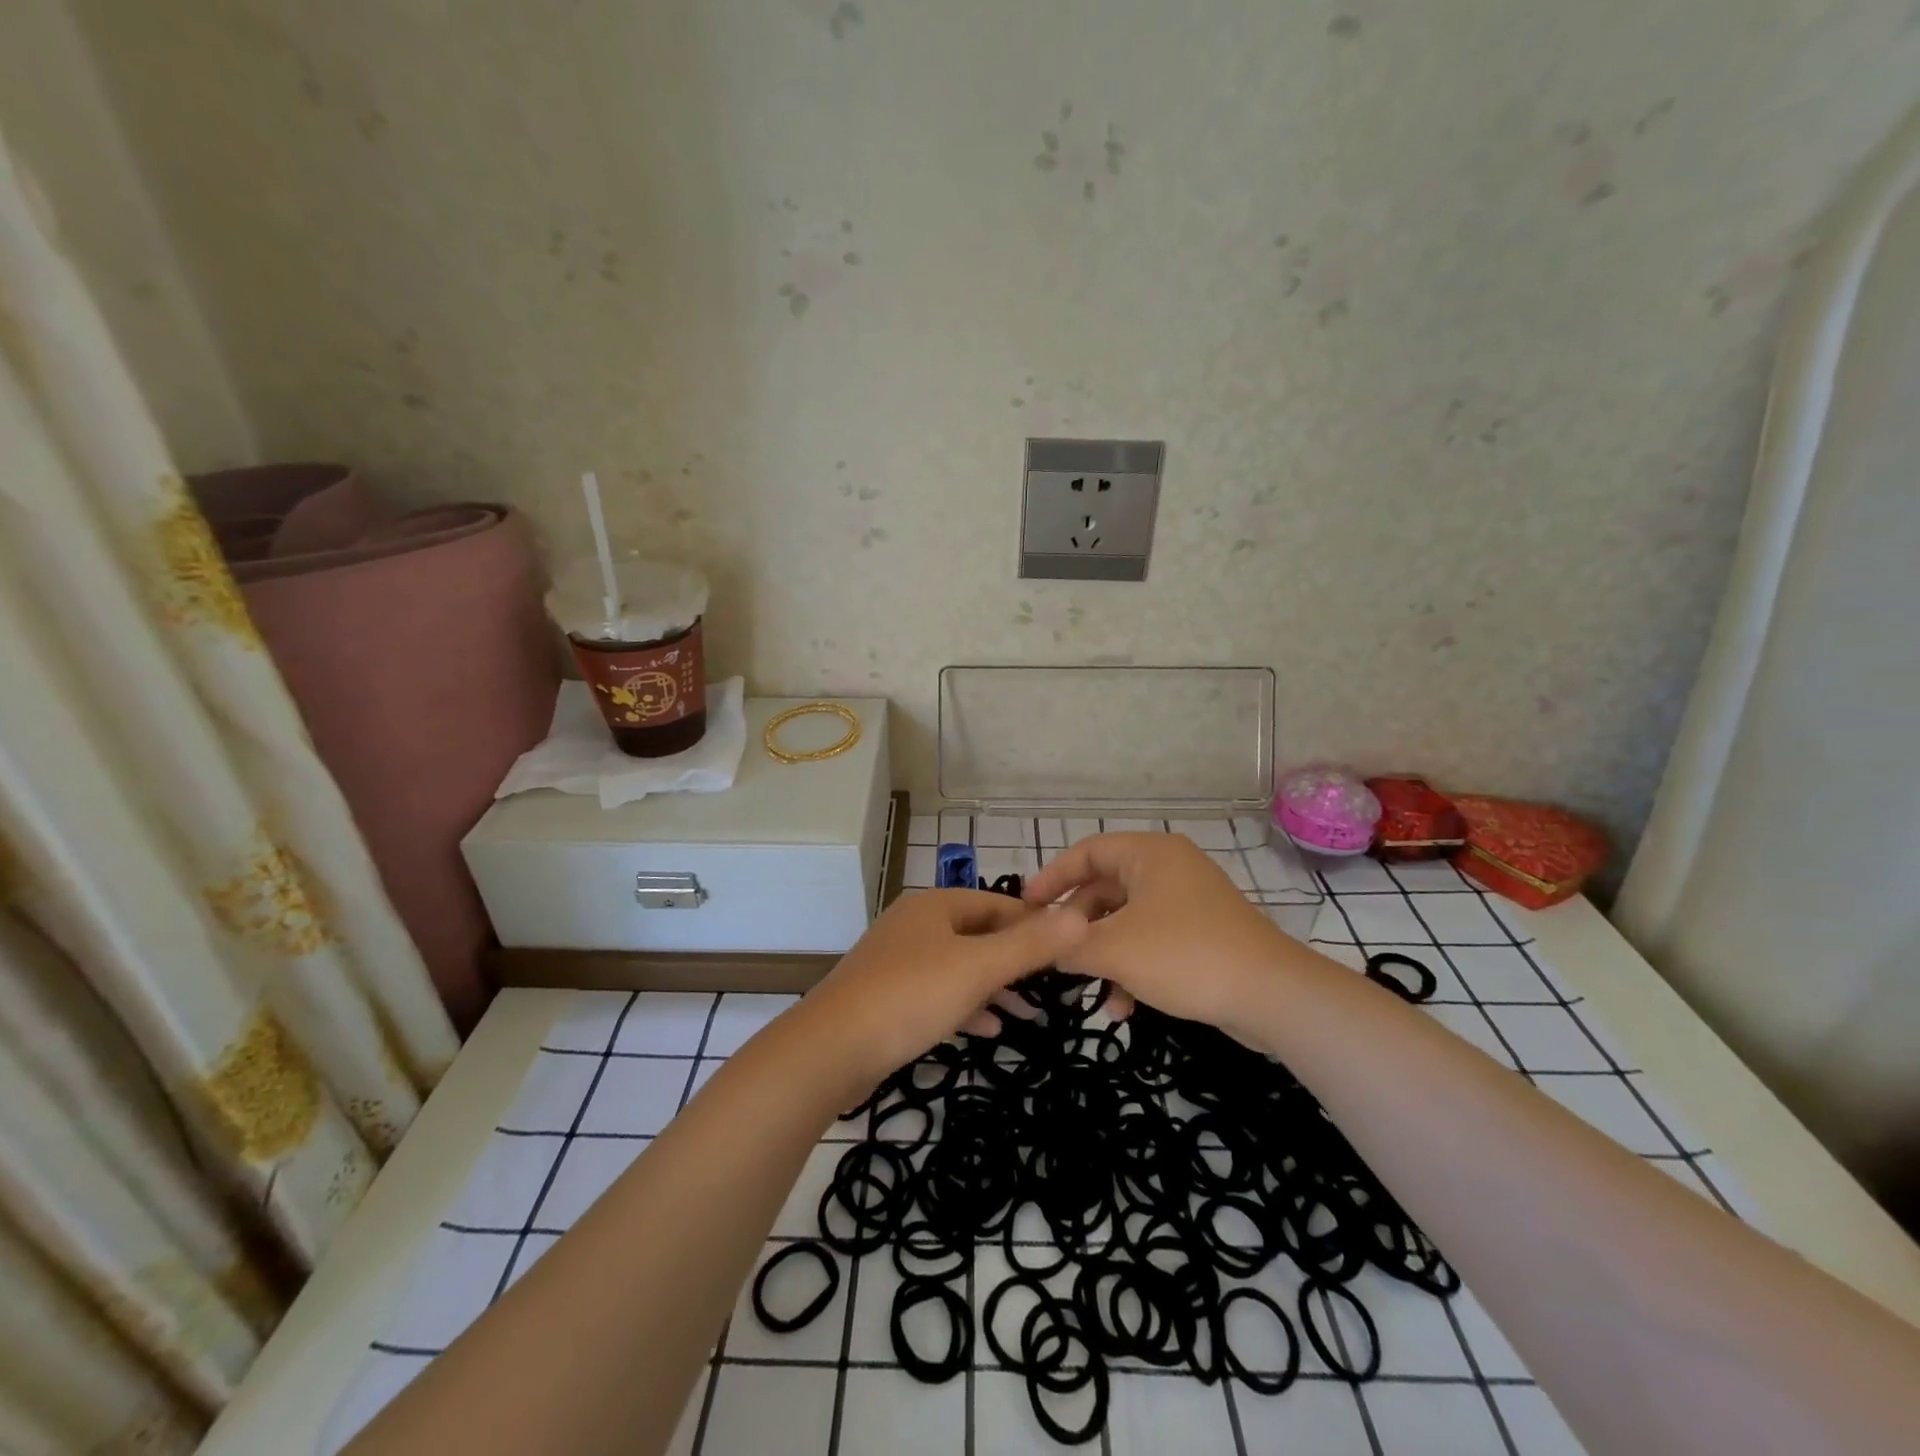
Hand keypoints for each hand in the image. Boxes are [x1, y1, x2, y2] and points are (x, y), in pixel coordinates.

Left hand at [798, 889, 1087, 1089]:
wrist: (830, 1049)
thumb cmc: (910, 997)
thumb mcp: (978, 968)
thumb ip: (1030, 945)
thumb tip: (1080, 916)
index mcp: (935, 906)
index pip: (998, 904)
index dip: (1035, 924)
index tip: (1068, 951)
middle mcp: (915, 925)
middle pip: (978, 934)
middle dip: (1016, 960)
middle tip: (1052, 986)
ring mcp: (898, 961)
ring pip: (959, 966)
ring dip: (994, 988)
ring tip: (1030, 1015)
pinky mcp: (887, 996)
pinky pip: (938, 993)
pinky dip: (966, 1006)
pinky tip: (988, 1030)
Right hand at [1022, 832, 1310, 1035]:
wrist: (1271, 994)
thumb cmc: (1184, 956)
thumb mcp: (1115, 951)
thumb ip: (1070, 945)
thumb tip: (1045, 946)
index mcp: (1149, 854)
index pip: (1086, 852)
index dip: (1052, 878)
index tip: (1026, 908)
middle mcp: (1169, 868)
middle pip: (1105, 889)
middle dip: (1078, 926)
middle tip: (1054, 953)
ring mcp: (1189, 900)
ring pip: (1127, 920)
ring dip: (1104, 954)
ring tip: (1087, 989)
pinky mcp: (1203, 932)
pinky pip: (1153, 940)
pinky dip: (1132, 966)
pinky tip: (1122, 1007)